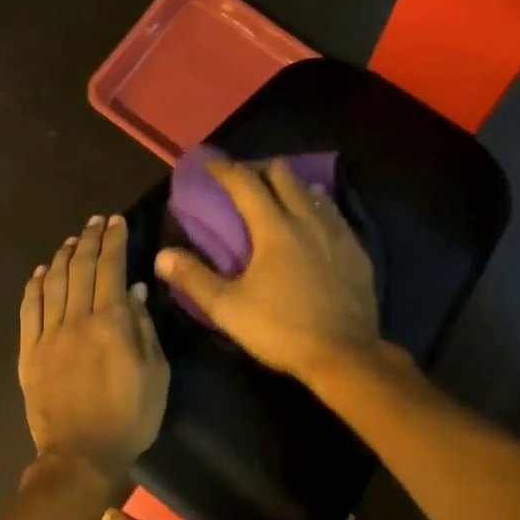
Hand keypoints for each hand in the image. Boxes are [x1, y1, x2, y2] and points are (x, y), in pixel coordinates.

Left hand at [18, 214, 168, 478]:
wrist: (81, 455)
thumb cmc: (130, 417)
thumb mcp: (155, 374)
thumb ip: (144, 329)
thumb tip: (135, 291)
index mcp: (110, 323)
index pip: (110, 268)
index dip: (114, 241)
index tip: (117, 222)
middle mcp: (76, 320)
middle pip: (79, 268)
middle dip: (89, 240)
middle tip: (96, 222)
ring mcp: (48, 335)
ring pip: (52, 283)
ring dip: (61, 257)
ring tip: (71, 240)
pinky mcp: (29, 353)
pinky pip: (29, 310)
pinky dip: (34, 286)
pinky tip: (40, 272)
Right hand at [155, 156, 380, 381]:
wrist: (344, 355)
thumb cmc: (281, 330)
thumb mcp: (229, 309)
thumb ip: (194, 279)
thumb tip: (162, 256)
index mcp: (274, 229)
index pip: (245, 183)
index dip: (224, 169)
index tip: (209, 164)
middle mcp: (308, 220)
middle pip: (284, 175)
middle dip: (260, 170)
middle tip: (244, 182)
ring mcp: (338, 234)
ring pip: (313, 191)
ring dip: (292, 187)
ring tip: (279, 198)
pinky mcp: (357, 251)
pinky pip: (335, 215)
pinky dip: (318, 209)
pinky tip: (314, 225)